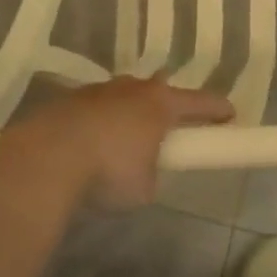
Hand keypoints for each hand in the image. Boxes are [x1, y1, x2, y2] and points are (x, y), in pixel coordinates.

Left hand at [4, 76, 233, 209]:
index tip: (230, 116)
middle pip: (159, 91)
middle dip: (168, 106)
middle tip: (173, 125)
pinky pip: (95, 109)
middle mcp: (131, 89)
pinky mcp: (67, 101)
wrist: (46, 159)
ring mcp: (97, 91)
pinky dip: (100, 123)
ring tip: (127, 137)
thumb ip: (152, 174)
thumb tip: (142, 171)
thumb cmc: (108, 171)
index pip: (200, 102)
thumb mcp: (144, 188)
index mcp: (159, 104)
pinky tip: (92, 143)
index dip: (217, 110)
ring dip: (130, 113)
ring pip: (124, 96)